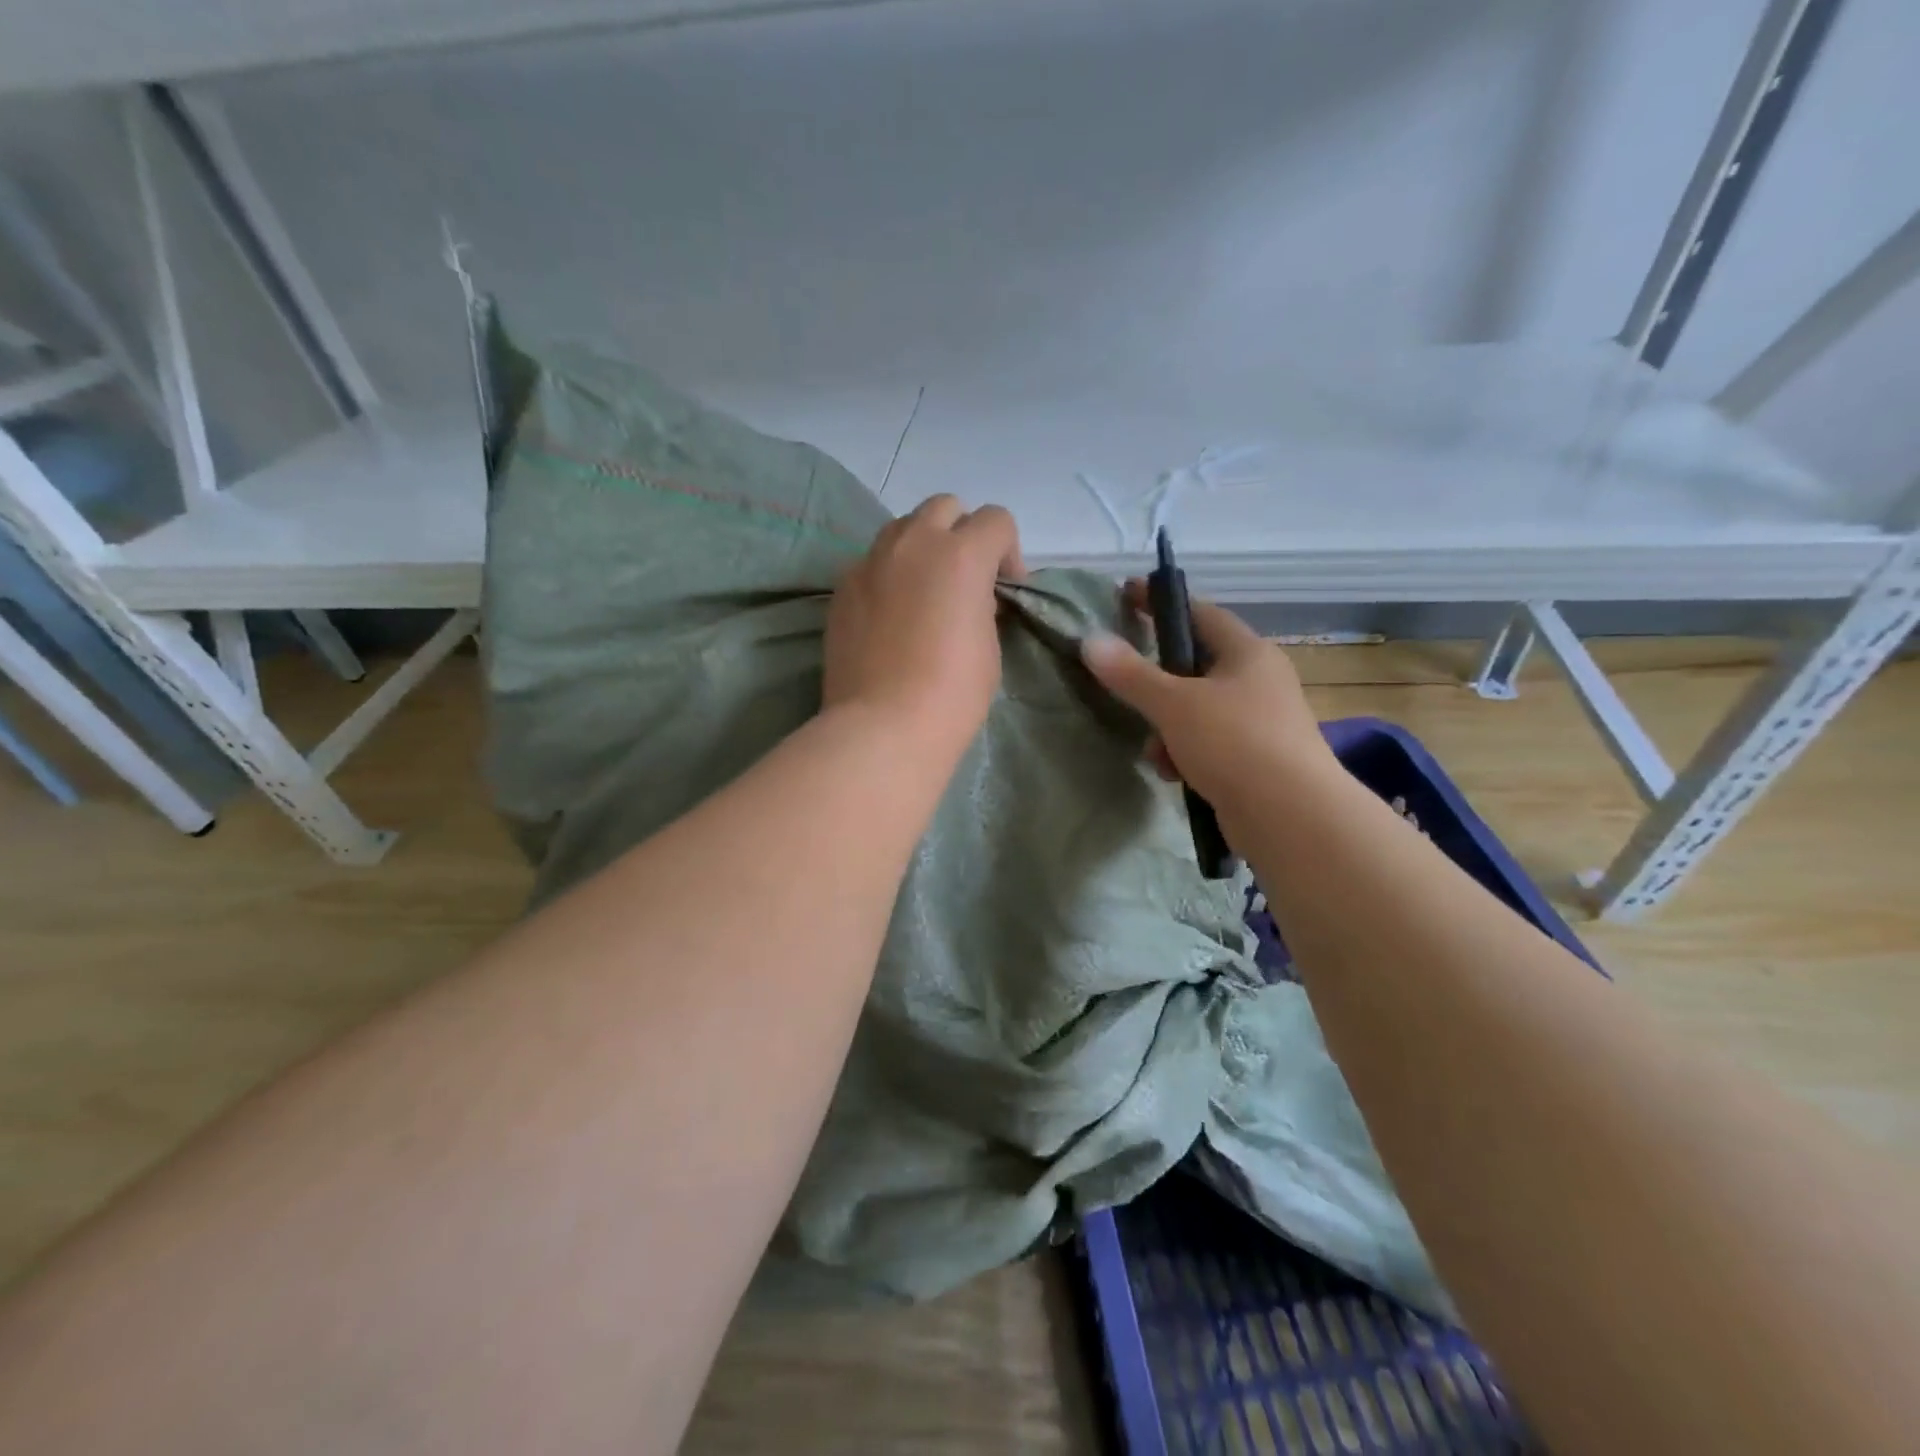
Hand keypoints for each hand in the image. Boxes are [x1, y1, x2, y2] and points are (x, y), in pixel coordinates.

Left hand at [824, 495, 1026, 759]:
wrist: (884, 726)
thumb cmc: (952, 692)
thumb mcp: (989, 644)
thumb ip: (983, 603)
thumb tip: (972, 597)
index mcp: (961, 553)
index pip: (996, 520)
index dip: (1009, 552)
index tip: (1006, 589)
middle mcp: (913, 543)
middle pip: (945, 507)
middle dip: (962, 534)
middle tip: (964, 580)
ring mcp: (870, 561)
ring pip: (902, 528)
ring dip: (922, 547)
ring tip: (924, 591)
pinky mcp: (842, 586)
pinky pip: (872, 562)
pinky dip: (888, 574)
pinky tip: (890, 615)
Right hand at [1080, 579, 1333, 805]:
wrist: (1290, 817)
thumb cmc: (1234, 742)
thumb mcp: (1174, 704)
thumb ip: (1131, 673)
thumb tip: (1091, 640)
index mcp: (1248, 653)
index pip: (1200, 612)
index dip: (1161, 603)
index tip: (1125, 596)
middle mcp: (1259, 681)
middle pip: (1196, 666)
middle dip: (1158, 684)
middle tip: (1126, 687)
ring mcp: (1260, 723)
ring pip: (1198, 711)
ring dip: (1167, 728)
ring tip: (1155, 751)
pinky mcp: (1256, 761)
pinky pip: (1209, 745)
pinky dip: (1186, 754)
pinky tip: (1174, 775)